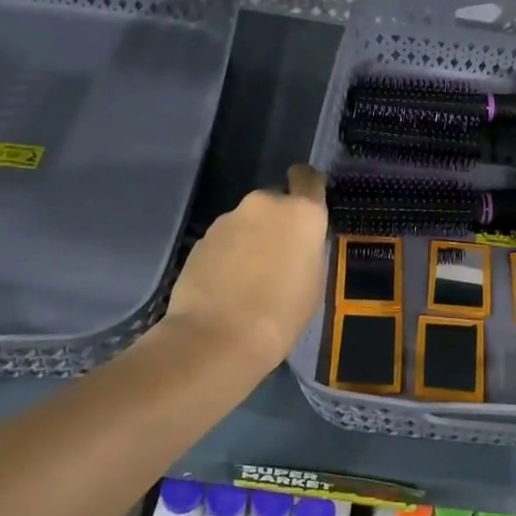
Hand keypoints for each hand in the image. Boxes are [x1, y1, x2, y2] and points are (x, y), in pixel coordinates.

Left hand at [158, 166, 328, 380]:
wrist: (217, 338)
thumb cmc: (281, 314)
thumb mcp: (314, 282)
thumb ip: (307, 250)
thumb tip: (295, 244)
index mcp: (302, 212)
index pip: (308, 178)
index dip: (307, 187)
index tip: (307, 207)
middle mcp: (265, 204)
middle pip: (275, 202)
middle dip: (276, 223)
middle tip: (278, 257)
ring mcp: (228, 219)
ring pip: (247, 221)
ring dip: (250, 239)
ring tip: (248, 278)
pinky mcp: (201, 239)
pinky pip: (224, 240)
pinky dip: (227, 255)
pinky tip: (226, 286)